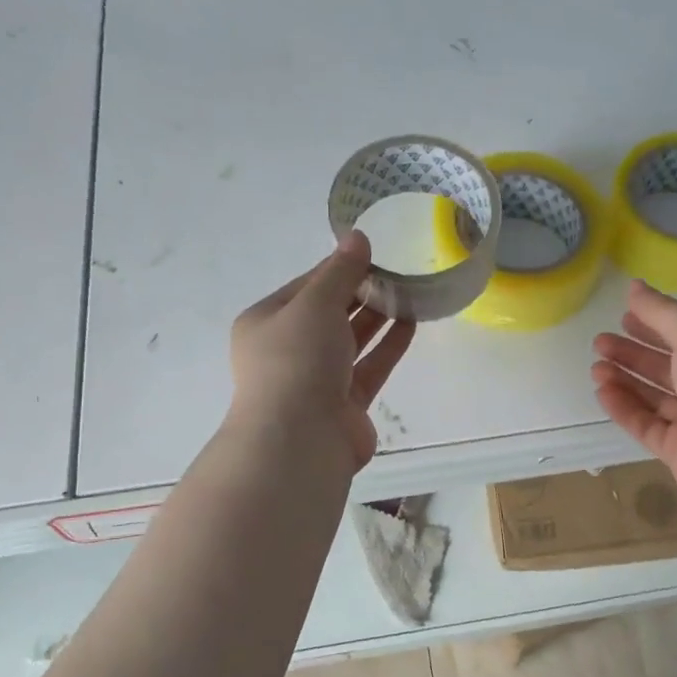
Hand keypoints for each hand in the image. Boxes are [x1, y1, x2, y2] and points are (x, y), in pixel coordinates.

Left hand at [228, 232, 415, 469]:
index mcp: (266, 322)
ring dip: (377, 317)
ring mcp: (317, 379)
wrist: (300, 440)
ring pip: (351, 340)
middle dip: (361, 292)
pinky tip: (411, 323)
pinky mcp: (345, 404)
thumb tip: (357, 237)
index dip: (339, 267)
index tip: (373, 252)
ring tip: (409, 292)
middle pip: (329, 313)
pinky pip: (369, 366)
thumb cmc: (297, 361)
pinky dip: (388, 346)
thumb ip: (339, 271)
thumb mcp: (314, 304)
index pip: (306, 286)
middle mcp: (288, 350)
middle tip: (397, 271)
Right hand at [591, 281, 676, 498]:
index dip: (654, 327)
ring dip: (624, 381)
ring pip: (654, 398)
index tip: (623, 318)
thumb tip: (634, 286)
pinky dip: (625, 409)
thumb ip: (662, 313)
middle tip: (599, 343)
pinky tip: (603, 392)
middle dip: (632, 354)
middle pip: (666, 369)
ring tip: (596, 368)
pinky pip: (647, 426)